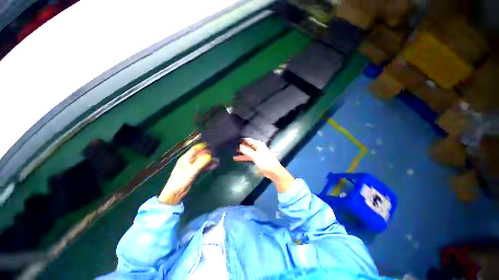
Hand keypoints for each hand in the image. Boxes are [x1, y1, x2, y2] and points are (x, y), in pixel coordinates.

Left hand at [158, 143, 211, 204]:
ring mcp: (192, 166)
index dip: (202, 146)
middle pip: (200, 154)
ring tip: (217, 160)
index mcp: (185, 158)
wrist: (175, 192)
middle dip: (208, 154)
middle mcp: (189, 160)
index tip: (211, 145)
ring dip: (209, 160)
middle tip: (216, 153)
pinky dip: (208, 166)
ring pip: (202, 160)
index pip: (195, 149)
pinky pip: (203, 166)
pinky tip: (214, 165)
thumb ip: (200, 164)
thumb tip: (209, 156)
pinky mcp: (195, 171)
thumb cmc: (180, 180)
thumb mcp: (191, 171)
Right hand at [233, 138, 293, 192]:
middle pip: (247, 145)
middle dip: (240, 146)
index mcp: (258, 145)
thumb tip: (239, 146)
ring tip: (232, 152)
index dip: (241, 140)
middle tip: (231, 146)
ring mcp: (257, 153)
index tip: (233, 140)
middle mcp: (258, 147)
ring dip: (241, 152)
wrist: (273, 171)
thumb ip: (247, 151)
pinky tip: (237, 158)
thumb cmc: (265, 162)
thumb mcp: (255, 156)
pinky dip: (243, 157)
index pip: (248, 140)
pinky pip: (248, 156)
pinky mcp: (256, 159)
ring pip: (247, 151)